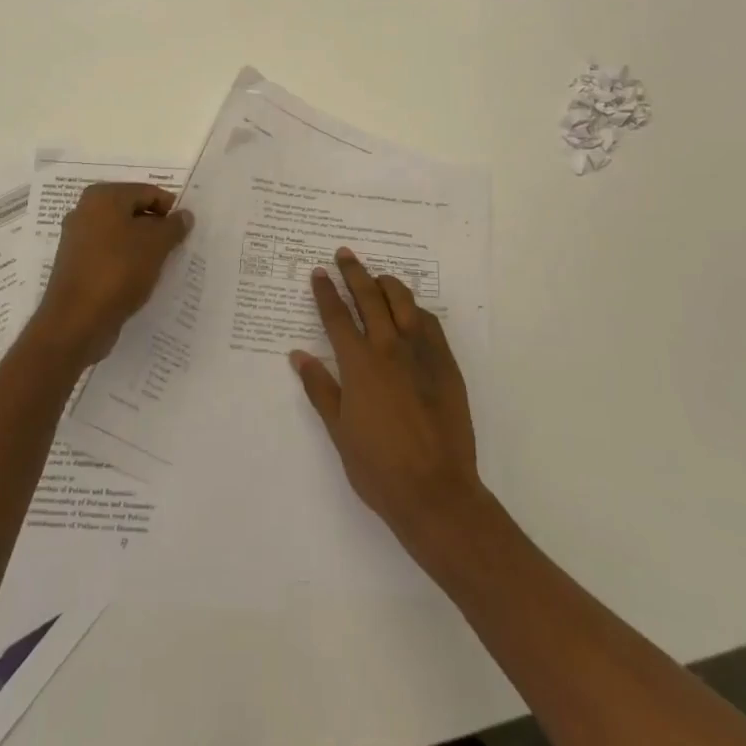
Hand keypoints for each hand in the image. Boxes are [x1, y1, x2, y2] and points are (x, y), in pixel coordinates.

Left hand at [32, 183, 193, 368]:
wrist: (77, 320)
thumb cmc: (119, 271)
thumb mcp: (156, 245)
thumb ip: (173, 226)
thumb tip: (184, 215)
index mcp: (103, 196)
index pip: (147, 192)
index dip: (170, 209)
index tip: (185, 232)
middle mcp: (85, 210)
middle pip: (132, 211)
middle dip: (156, 228)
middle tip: (175, 248)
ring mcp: (77, 239)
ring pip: (120, 235)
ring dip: (142, 247)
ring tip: (159, 265)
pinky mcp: (76, 265)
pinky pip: (109, 255)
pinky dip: (126, 262)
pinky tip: (139, 279)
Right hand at [291, 248, 487, 555]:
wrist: (437, 491)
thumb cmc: (378, 467)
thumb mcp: (339, 430)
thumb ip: (320, 387)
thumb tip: (298, 355)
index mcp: (359, 364)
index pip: (337, 315)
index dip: (326, 291)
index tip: (319, 272)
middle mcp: (390, 348)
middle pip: (370, 297)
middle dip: (354, 272)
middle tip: (344, 254)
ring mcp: (423, 354)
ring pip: (404, 302)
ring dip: (387, 284)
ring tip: (377, 278)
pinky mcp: (447, 364)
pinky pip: (430, 323)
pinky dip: (415, 310)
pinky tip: (410, 312)